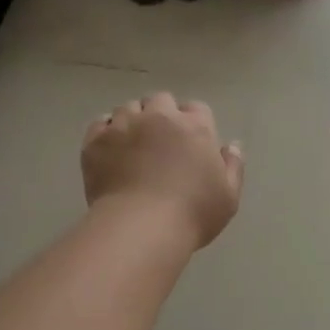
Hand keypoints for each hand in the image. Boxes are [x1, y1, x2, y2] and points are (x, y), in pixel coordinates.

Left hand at [83, 93, 244, 248]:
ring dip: (133, 121)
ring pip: (128, 109)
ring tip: (132, 145)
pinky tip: (110, 150)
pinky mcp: (96, 141)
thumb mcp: (228, 196)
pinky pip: (100, 124)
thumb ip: (232, 166)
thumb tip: (231, 145)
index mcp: (195, 127)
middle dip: (161, 115)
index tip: (189, 142)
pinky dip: (106, 132)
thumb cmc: (192, 214)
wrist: (141, 228)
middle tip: (160, 142)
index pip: (196, 109)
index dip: (193, 123)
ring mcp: (124, 126)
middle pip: (160, 101)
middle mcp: (159, 117)